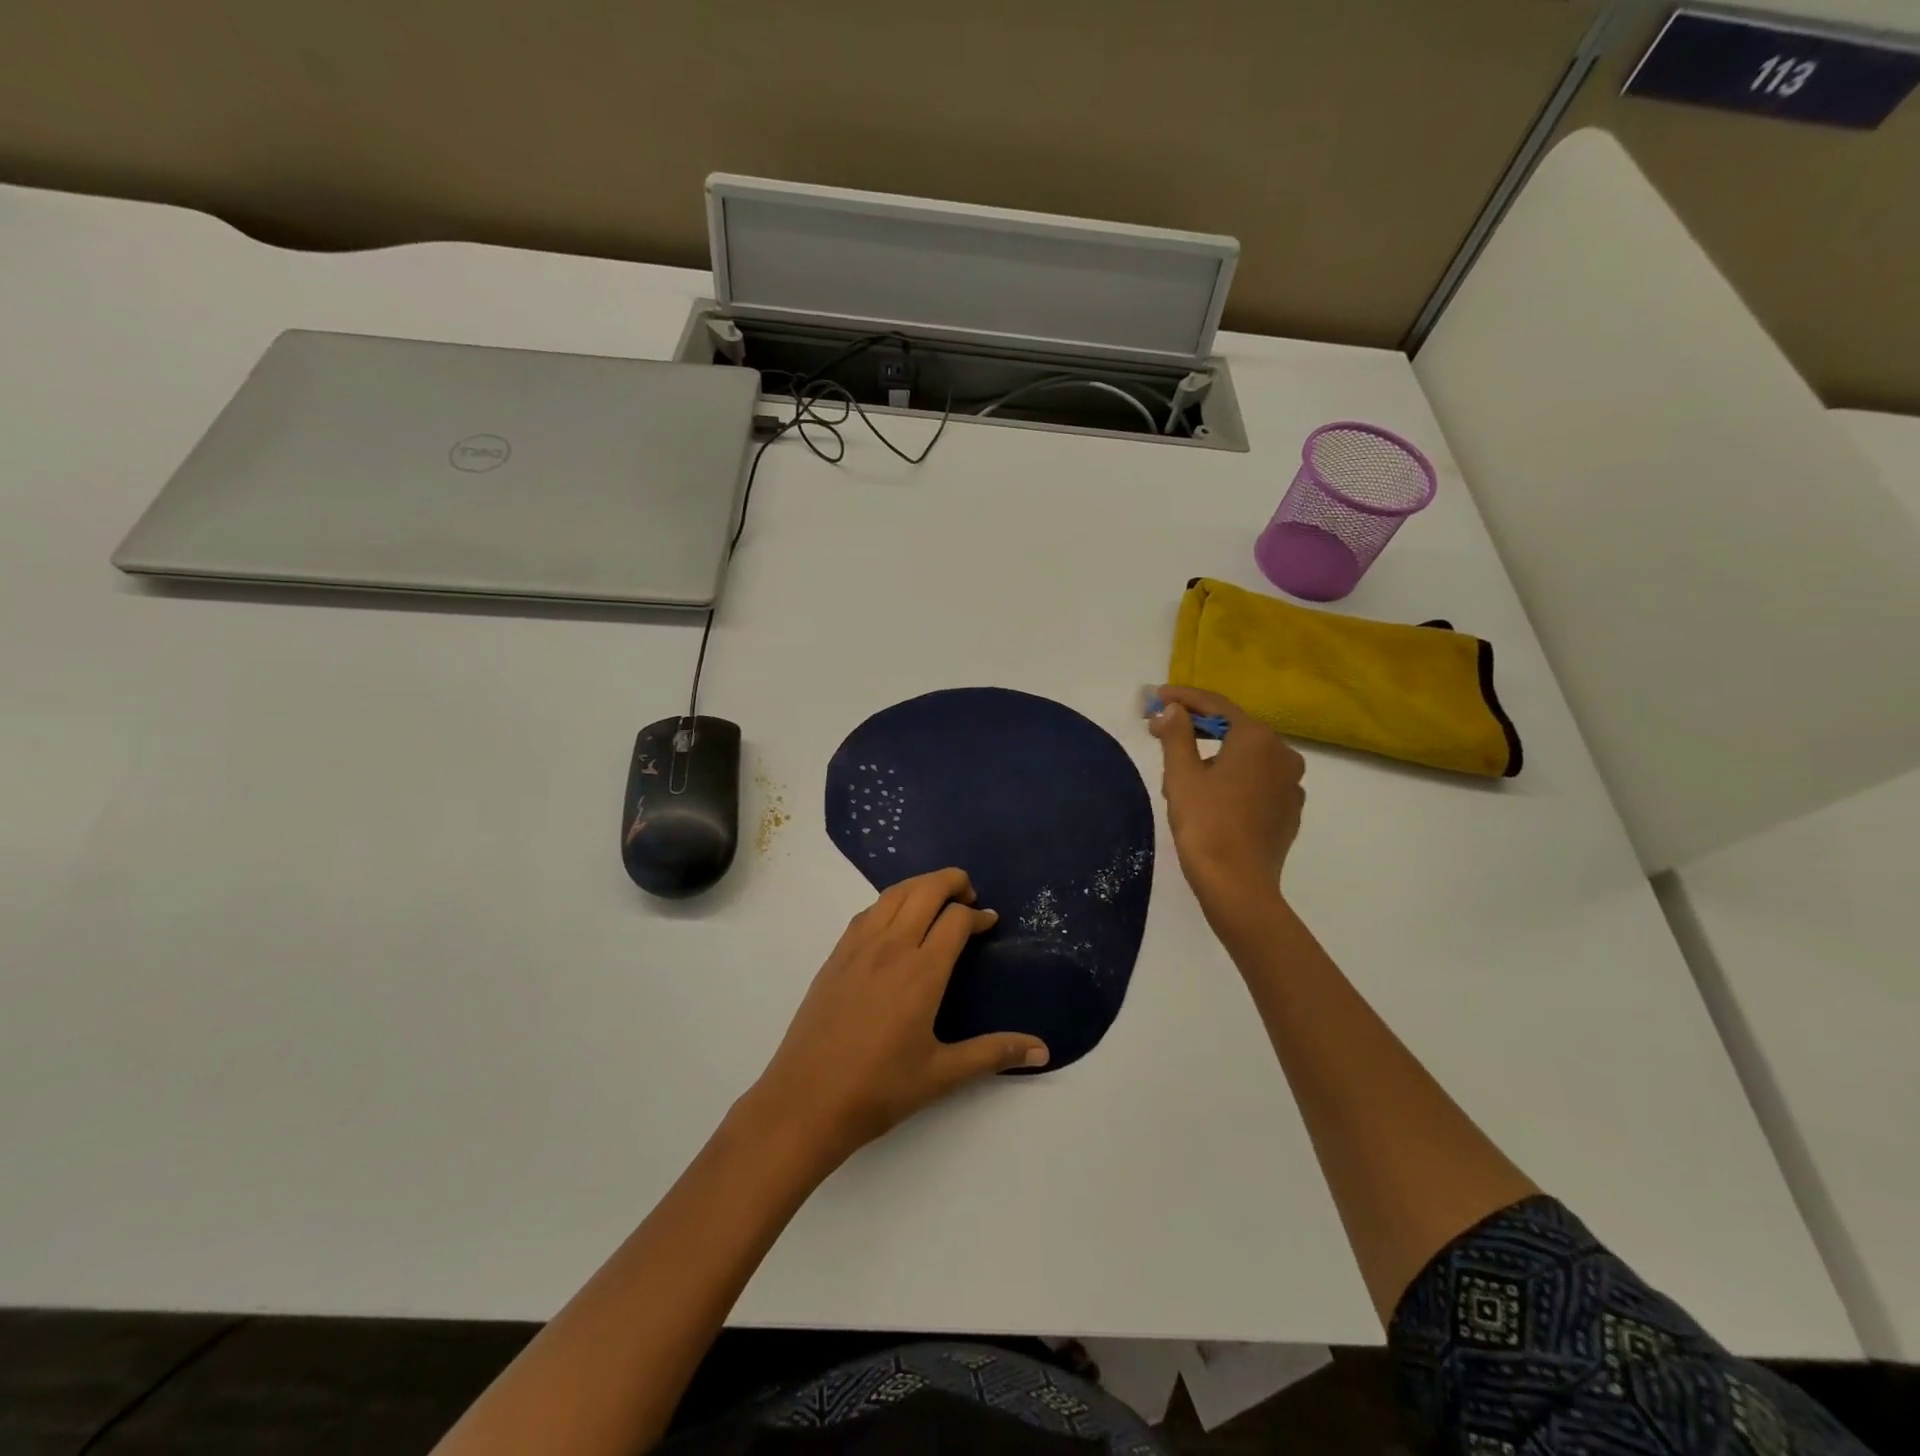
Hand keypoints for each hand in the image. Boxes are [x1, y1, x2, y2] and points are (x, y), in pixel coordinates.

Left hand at [745, 868, 1049, 1169]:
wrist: (805, 1101)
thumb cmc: (879, 1089)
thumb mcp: (943, 1074)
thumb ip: (994, 1054)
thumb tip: (1043, 1051)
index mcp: (922, 971)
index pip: (956, 919)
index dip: (978, 915)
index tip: (990, 922)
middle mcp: (891, 947)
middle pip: (925, 890)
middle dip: (952, 882)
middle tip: (969, 895)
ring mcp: (858, 947)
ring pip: (893, 894)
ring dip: (920, 884)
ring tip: (937, 898)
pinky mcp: (836, 956)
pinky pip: (868, 911)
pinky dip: (891, 901)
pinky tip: (896, 921)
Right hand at [1149, 686, 1305, 915]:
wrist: (1238, 884)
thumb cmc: (1205, 824)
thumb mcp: (1181, 775)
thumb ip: (1176, 734)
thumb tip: (1172, 709)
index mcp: (1257, 738)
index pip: (1216, 706)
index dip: (1183, 698)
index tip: (1156, 696)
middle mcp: (1283, 753)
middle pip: (1234, 729)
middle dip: (1197, 727)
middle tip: (1162, 730)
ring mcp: (1292, 783)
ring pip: (1246, 756)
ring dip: (1215, 754)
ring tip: (1182, 770)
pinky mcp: (1290, 809)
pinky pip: (1257, 780)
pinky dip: (1234, 777)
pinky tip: (1211, 794)